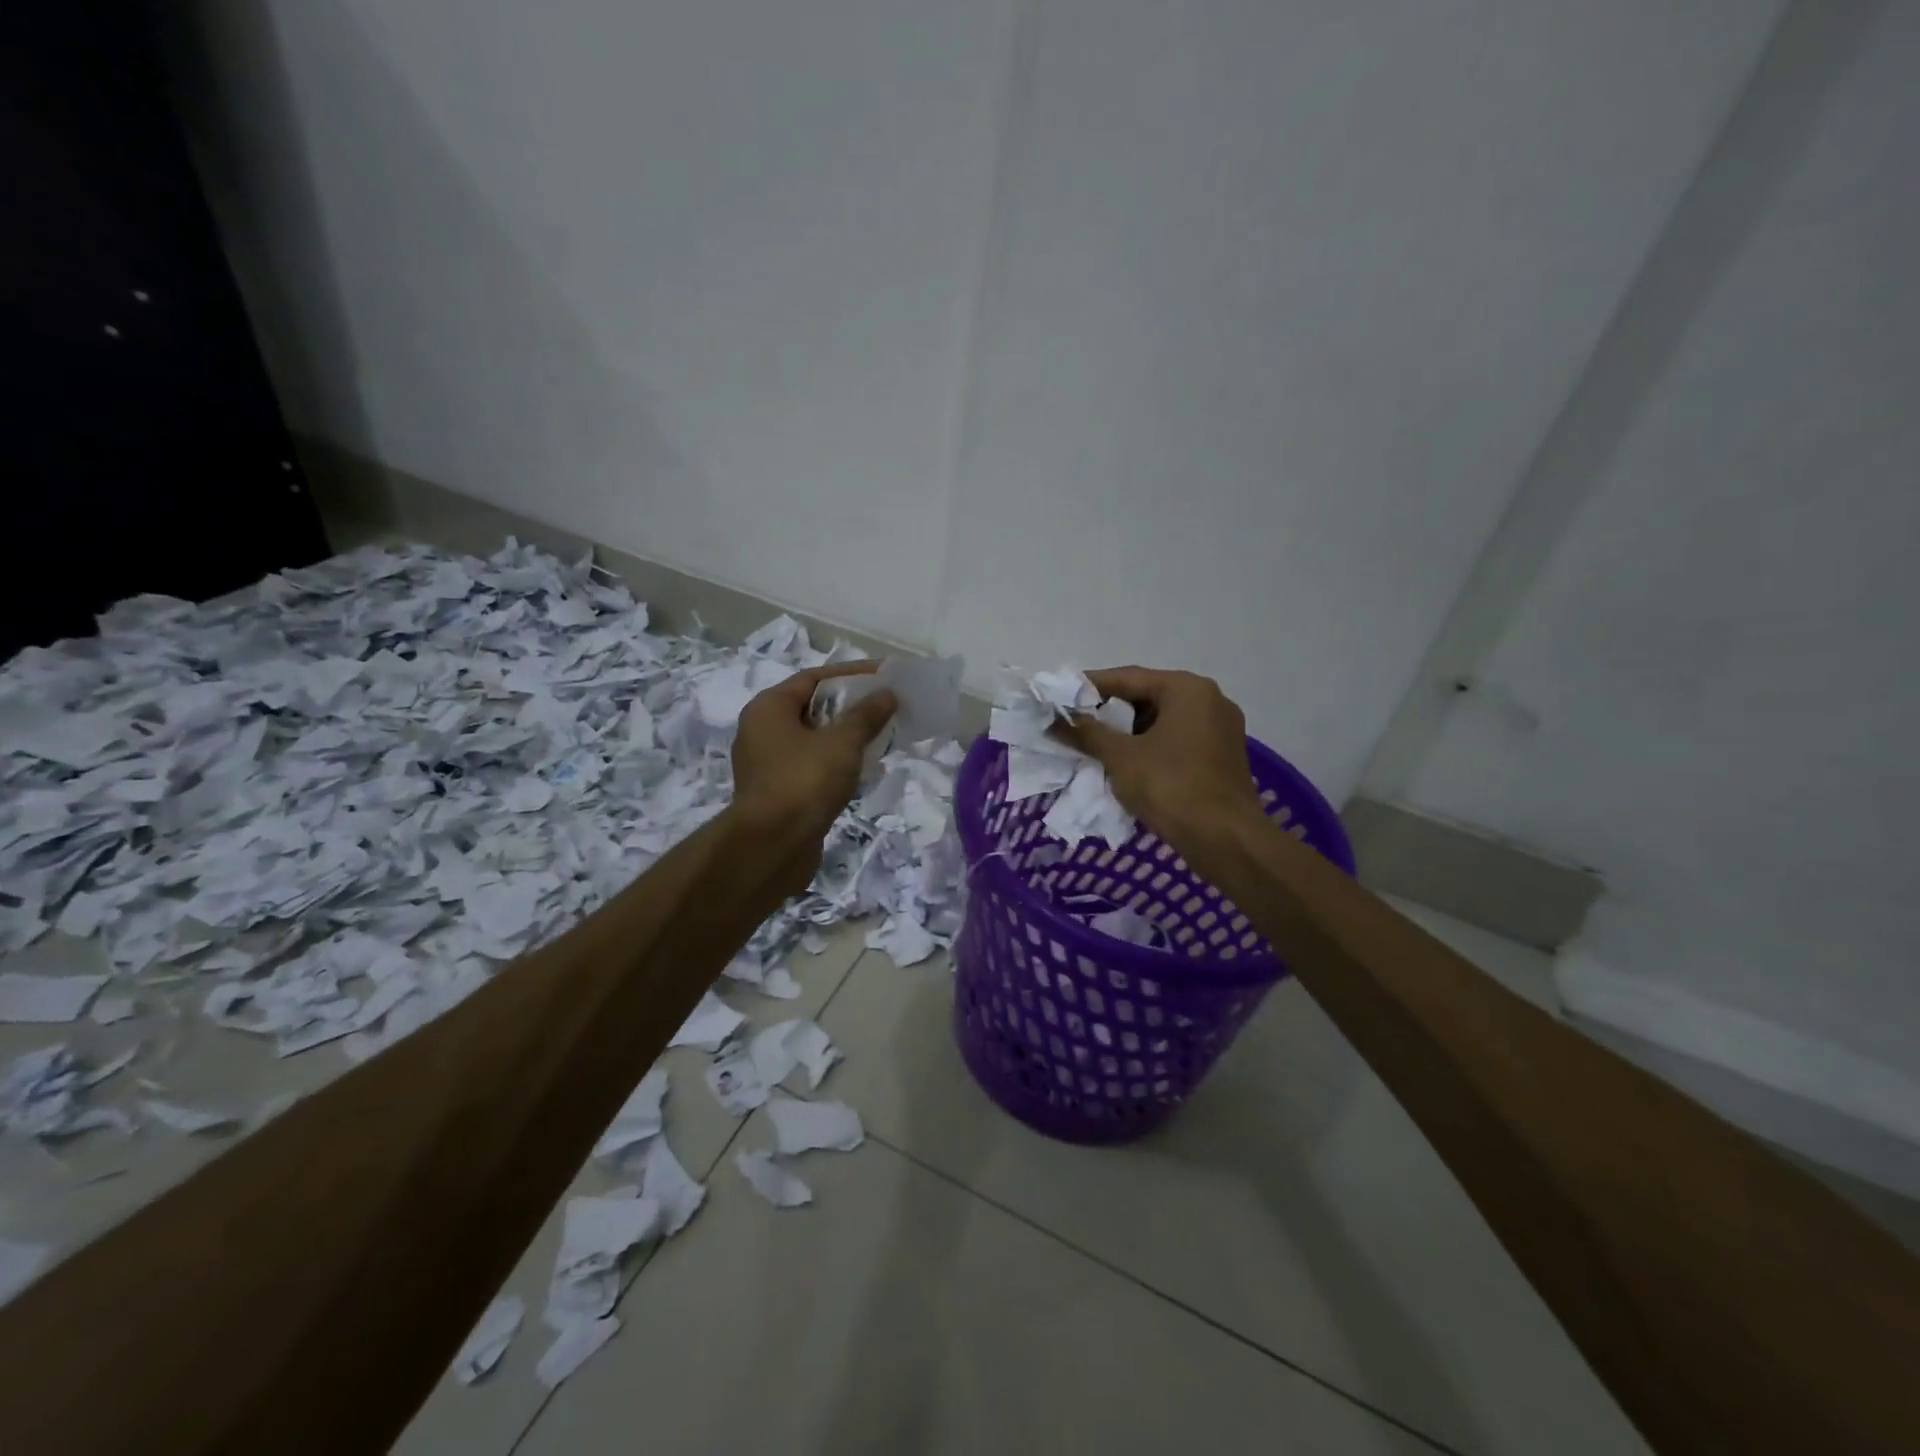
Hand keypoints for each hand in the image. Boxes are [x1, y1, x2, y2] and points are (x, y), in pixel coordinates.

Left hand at [731, 661, 896, 866]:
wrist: (772, 846)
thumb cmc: (804, 781)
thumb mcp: (842, 742)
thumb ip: (866, 715)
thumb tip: (887, 694)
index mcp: (769, 708)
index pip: (813, 678)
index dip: (850, 674)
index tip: (884, 675)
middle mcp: (762, 730)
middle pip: (812, 707)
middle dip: (851, 705)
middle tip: (886, 705)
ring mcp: (767, 764)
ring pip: (813, 739)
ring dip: (846, 735)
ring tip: (881, 734)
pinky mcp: (778, 792)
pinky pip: (811, 765)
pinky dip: (836, 761)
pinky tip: (863, 768)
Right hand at [1053, 667, 1264, 868]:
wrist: (1227, 840)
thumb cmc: (1171, 788)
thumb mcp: (1121, 757)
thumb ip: (1086, 733)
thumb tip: (1054, 720)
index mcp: (1187, 689)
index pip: (1127, 677)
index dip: (1089, 687)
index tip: (1059, 697)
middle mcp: (1209, 699)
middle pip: (1147, 697)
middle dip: (1108, 712)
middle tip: (1074, 723)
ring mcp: (1220, 729)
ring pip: (1162, 721)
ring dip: (1128, 733)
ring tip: (1094, 746)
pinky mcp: (1222, 756)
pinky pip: (1177, 741)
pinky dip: (1150, 747)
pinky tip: (1126, 765)